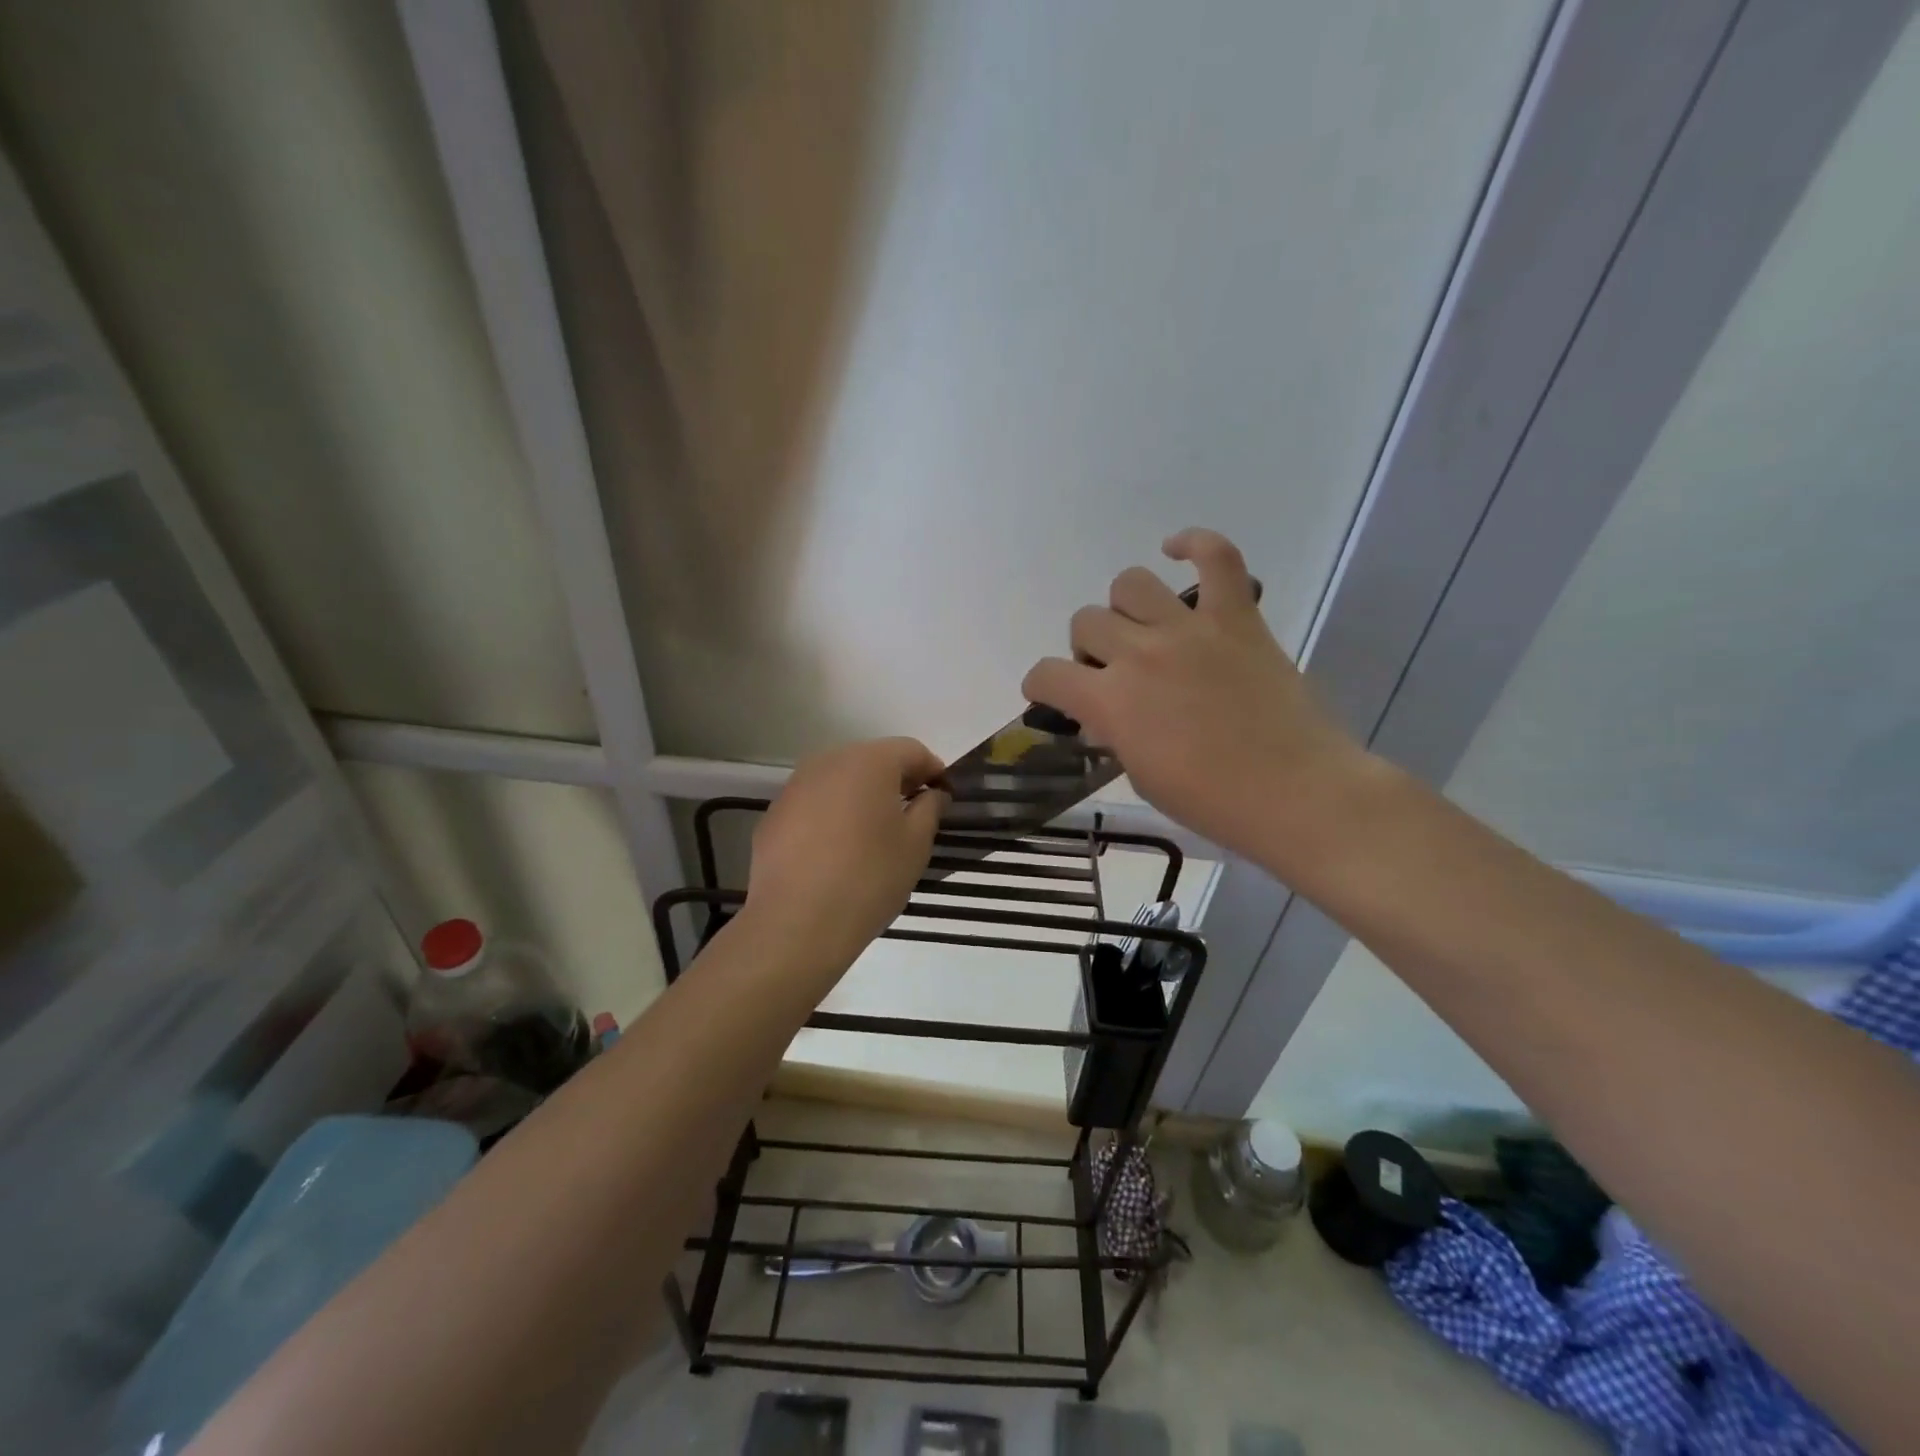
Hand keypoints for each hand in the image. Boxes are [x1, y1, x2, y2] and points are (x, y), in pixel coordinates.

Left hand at [743, 737, 947, 975]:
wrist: (797, 923)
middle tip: (913, 812)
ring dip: (861, 797)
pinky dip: (831, 816)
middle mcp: (828, 762)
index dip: (933, 770)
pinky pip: (814, 805)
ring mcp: (795, 787)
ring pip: (839, 781)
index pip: (911, 750)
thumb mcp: (916, 844)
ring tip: (875, 834)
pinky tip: (837, 851)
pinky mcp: (774, 815)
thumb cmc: (869, 877)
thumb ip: (930, 808)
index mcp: (869, 761)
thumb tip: (932, 794)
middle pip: (872, 760)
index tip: (944, 796)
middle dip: (896, 780)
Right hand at [1021, 528, 1371, 862]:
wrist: (1295, 793)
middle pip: (1085, 622)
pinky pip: (1216, 556)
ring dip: (1125, 608)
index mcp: (1110, 701)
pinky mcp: (1236, 618)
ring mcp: (1189, 629)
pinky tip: (1177, 550)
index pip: (1047, 674)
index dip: (1041, 685)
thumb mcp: (1142, 777)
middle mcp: (1140, 653)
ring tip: (1142, 630)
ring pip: (1129, 583)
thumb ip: (1115, 735)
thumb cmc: (1212, 801)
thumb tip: (1105, 715)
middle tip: (1113, 673)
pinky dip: (1194, 544)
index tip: (1051, 696)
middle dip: (1088, 649)